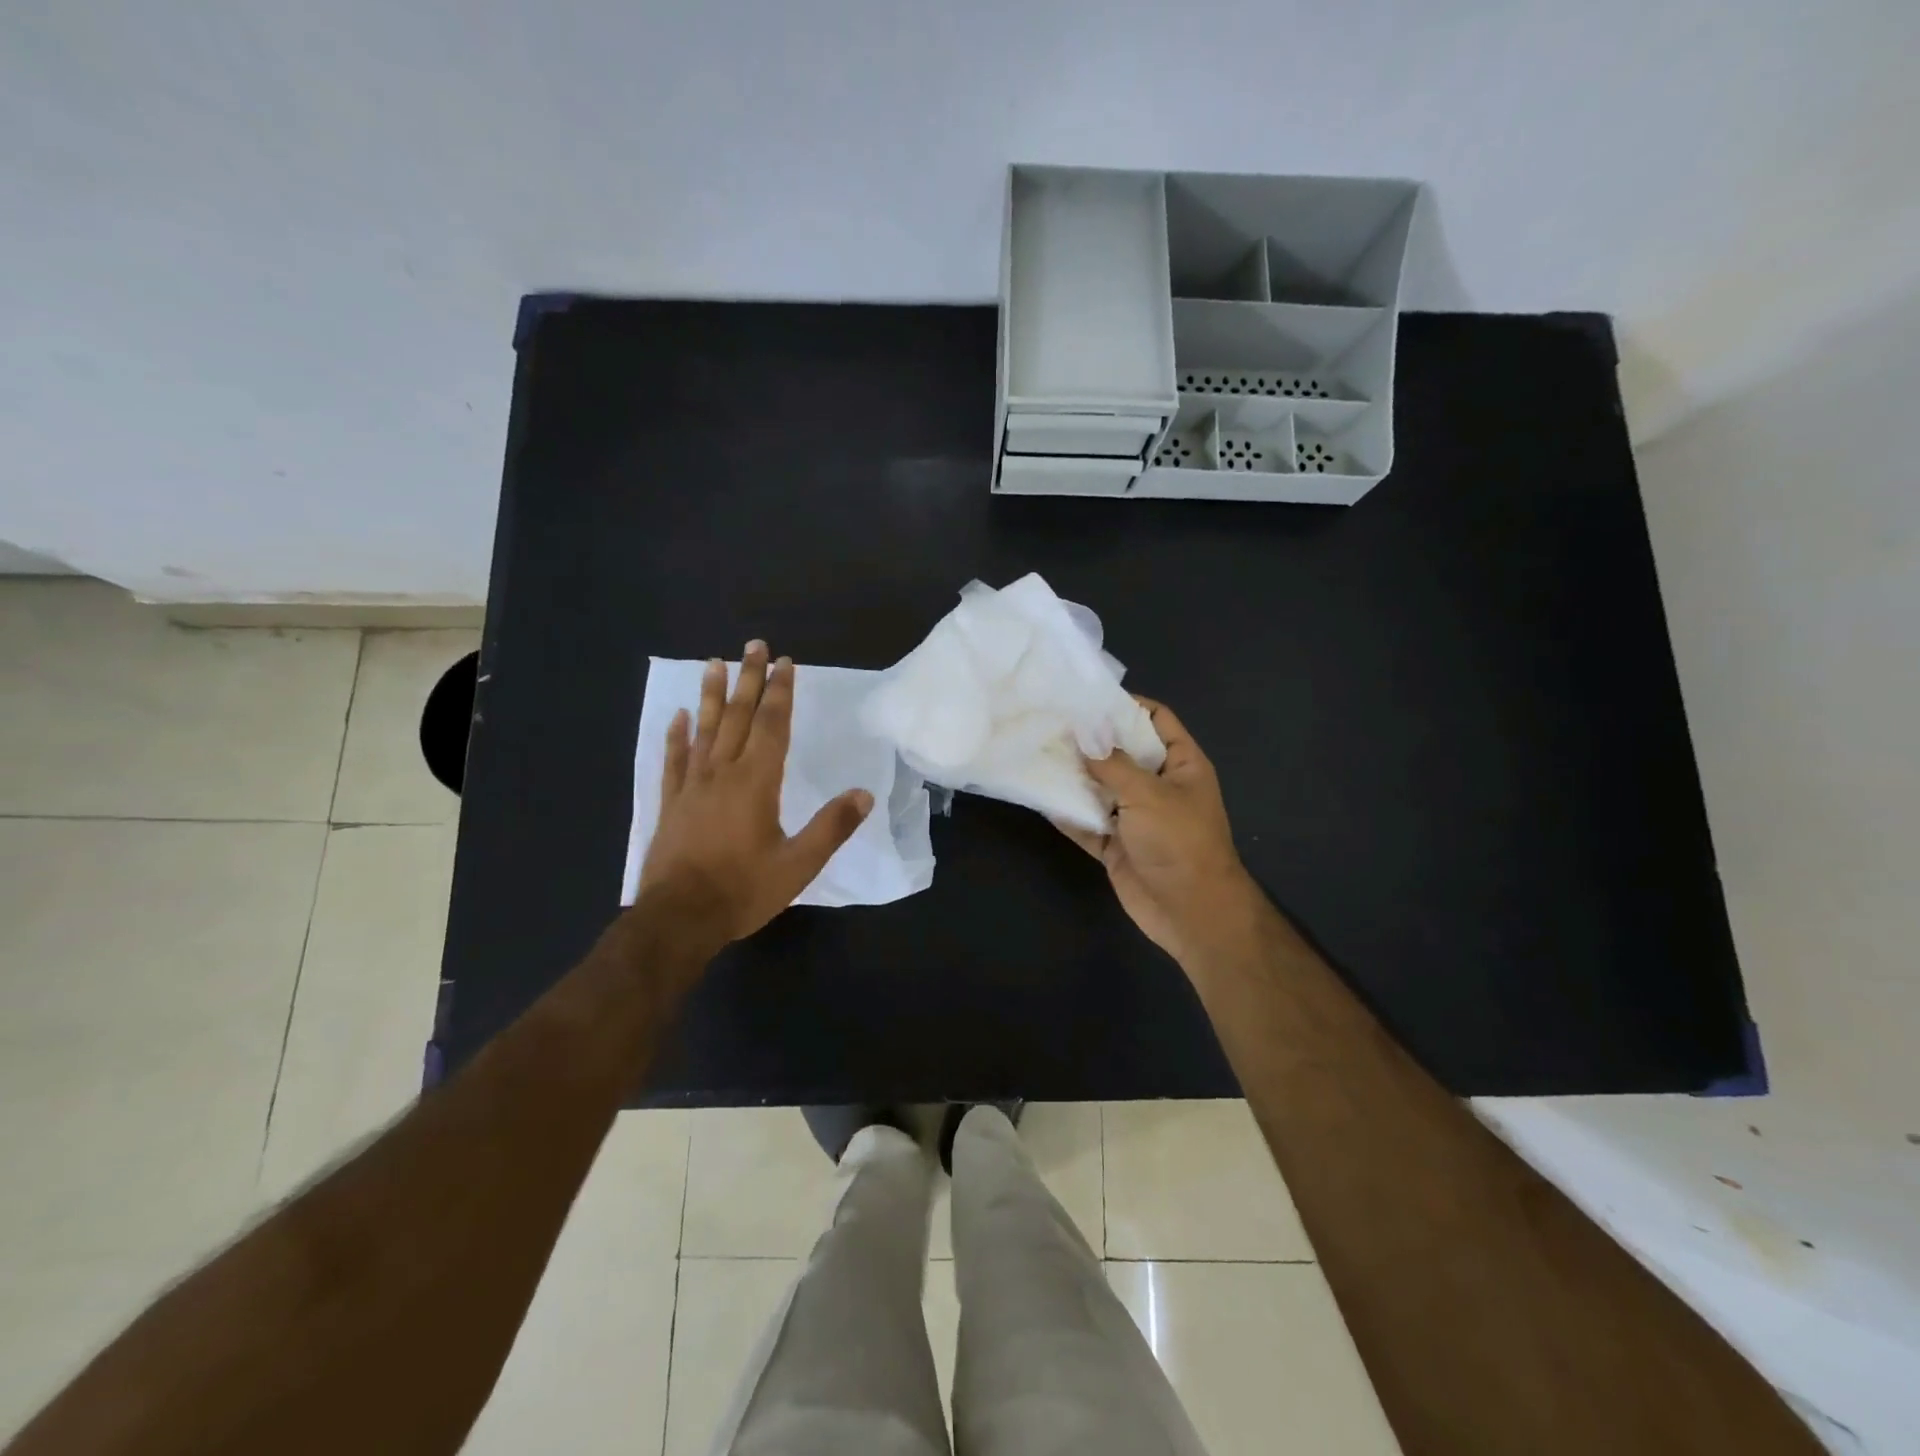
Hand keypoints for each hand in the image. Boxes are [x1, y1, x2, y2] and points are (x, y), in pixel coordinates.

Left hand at [639, 642, 872, 950]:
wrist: (678, 919)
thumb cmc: (743, 890)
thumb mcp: (799, 865)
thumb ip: (832, 827)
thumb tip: (864, 794)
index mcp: (756, 783)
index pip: (772, 726)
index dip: (781, 693)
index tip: (785, 663)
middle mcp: (723, 773)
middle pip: (738, 716)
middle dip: (749, 679)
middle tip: (754, 645)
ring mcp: (692, 786)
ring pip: (703, 729)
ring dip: (711, 695)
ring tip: (713, 663)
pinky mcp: (671, 803)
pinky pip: (673, 760)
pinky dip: (676, 736)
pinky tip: (677, 717)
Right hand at [1057, 698, 1260, 967]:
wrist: (1192, 913)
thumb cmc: (1180, 842)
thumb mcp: (1147, 794)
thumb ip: (1112, 764)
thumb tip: (1083, 730)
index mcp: (1180, 764)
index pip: (1155, 720)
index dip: (1126, 706)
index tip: (1087, 697)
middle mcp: (1158, 786)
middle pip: (1121, 754)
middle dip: (1090, 742)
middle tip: (1050, 722)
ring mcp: (1137, 817)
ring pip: (1101, 789)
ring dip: (1074, 777)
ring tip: (1038, 752)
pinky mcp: (1117, 845)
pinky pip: (1088, 824)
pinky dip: (1069, 814)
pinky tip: (1042, 798)